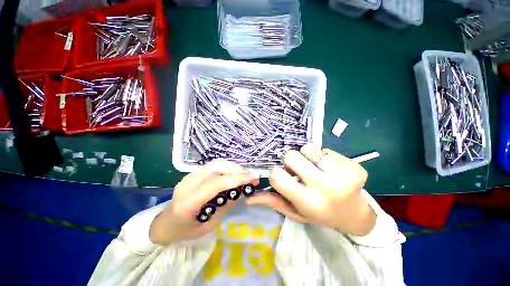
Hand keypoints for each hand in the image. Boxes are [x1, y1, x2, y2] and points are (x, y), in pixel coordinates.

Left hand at [149, 159, 258, 244]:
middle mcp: (187, 184)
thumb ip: (226, 206)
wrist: (164, 225)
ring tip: (244, 174)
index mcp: (188, 202)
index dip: (236, 179)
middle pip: (216, 167)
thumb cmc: (186, 231)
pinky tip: (233, 174)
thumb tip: (243, 190)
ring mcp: (189, 176)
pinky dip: (226, 167)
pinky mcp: (193, 174)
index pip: (215, 183)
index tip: (253, 178)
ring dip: (232, 166)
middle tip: (250, 176)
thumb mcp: (209, 225)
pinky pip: (213, 166)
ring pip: (215, 163)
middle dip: (236, 169)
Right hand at [246, 144, 375, 235]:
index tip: (283, 176)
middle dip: (291, 162)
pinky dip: (321, 157)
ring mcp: (341, 174)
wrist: (354, 214)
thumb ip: (274, 202)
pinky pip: (323, 149)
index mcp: (308, 201)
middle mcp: (324, 187)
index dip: (276, 173)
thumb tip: (249, 198)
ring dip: (306, 157)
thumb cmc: (319, 213)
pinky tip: (329, 169)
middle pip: (291, 156)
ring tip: (315, 170)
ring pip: (307, 148)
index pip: (277, 176)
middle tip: (300, 171)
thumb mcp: (295, 212)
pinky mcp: (352, 164)